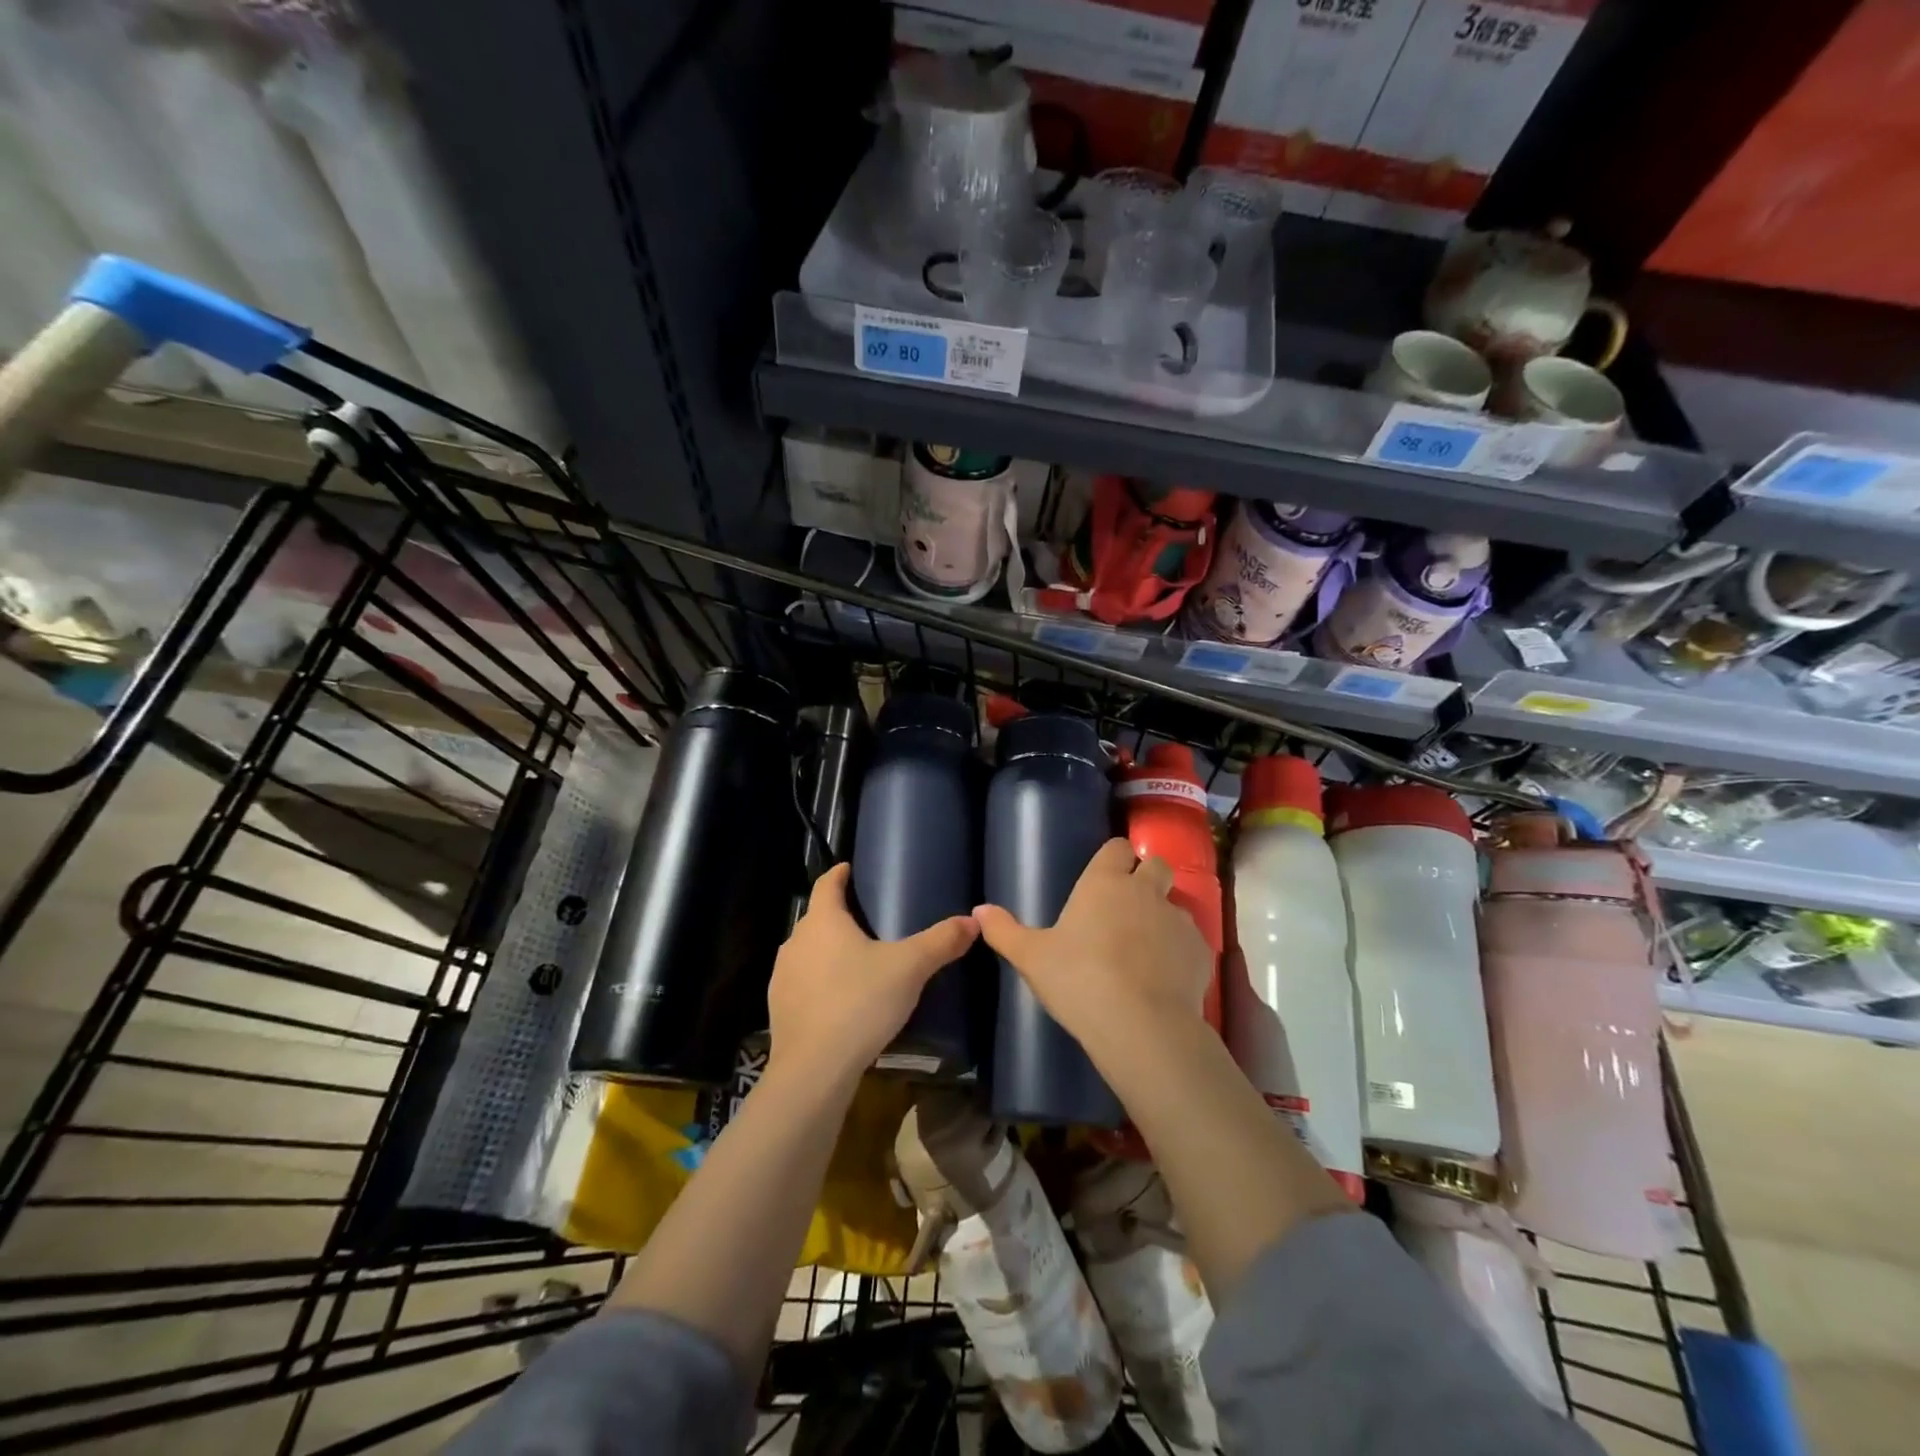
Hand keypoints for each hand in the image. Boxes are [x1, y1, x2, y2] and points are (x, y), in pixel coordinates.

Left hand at [767, 863, 978, 1083]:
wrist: (814, 1069)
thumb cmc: (860, 1003)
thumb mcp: (910, 968)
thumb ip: (941, 942)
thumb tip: (973, 920)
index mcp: (823, 921)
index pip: (827, 884)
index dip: (839, 874)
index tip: (850, 869)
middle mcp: (796, 941)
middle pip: (817, 918)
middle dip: (838, 915)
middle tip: (867, 919)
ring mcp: (782, 975)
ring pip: (807, 951)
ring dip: (826, 950)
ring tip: (855, 960)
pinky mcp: (778, 1008)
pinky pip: (801, 982)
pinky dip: (818, 982)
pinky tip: (838, 999)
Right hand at [973, 839, 1211, 1052]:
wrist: (1141, 1025)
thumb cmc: (1079, 980)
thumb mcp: (1031, 957)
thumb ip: (1004, 930)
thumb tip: (978, 910)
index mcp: (1104, 883)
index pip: (1117, 848)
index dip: (1114, 858)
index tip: (1107, 874)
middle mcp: (1145, 891)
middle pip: (1157, 866)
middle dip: (1147, 877)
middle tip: (1129, 906)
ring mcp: (1178, 919)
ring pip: (1175, 905)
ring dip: (1163, 917)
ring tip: (1147, 950)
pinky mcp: (1202, 951)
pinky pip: (1191, 941)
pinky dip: (1181, 952)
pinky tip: (1166, 978)